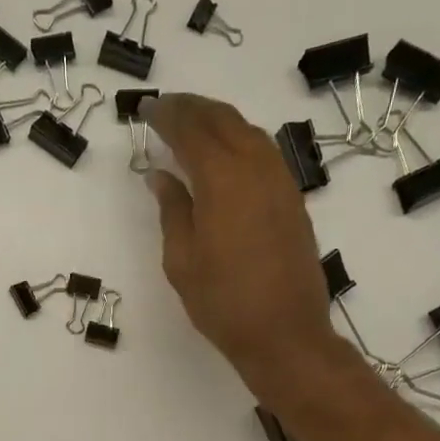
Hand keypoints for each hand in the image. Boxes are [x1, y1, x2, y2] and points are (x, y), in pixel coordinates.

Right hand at [142, 94, 338, 391]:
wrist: (285, 333)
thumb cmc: (223, 303)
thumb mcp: (182, 261)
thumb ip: (172, 210)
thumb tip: (162, 175)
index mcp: (222, 179)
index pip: (191, 131)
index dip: (167, 115)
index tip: (146, 108)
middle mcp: (256, 168)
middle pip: (223, 120)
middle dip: (193, 108)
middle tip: (167, 106)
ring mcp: (280, 182)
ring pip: (248, 132)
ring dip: (219, 121)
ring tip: (194, 124)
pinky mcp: (293, 200)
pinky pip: (264, 153)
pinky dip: (240, 141)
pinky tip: (227, 156)